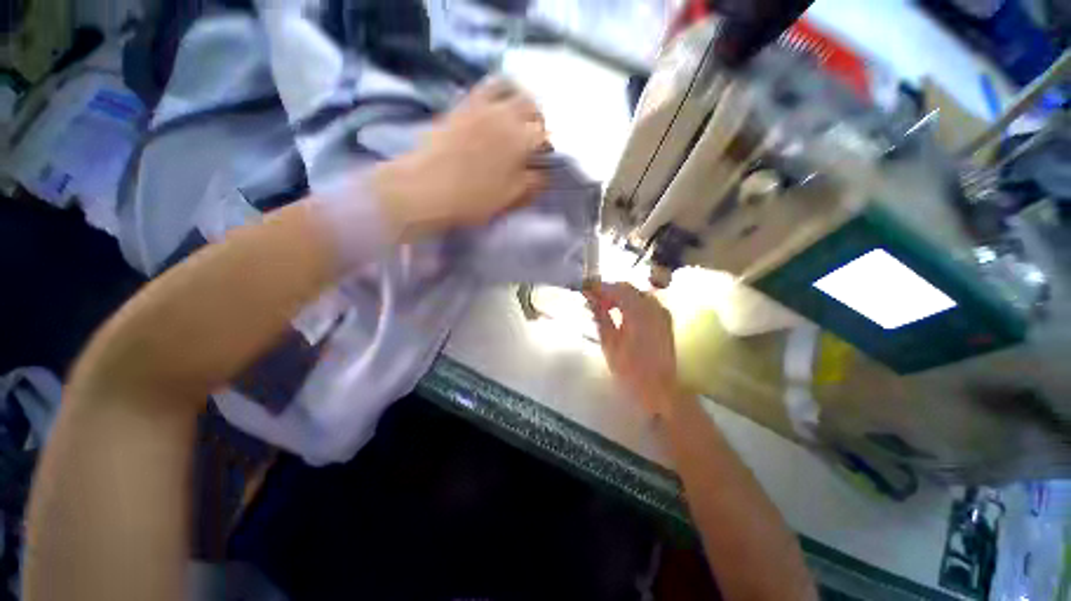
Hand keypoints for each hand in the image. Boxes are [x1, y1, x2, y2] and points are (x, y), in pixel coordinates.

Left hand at [374, 78, 546, 240]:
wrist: (426, 188)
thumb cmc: (472, 199)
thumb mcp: (510, 198)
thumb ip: (533, 184)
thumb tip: (544, 174)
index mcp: (520, 140)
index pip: (545, 134)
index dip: (548, 146)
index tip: (544, 159)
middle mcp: (504, 115)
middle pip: (531, 105)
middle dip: (538, 120)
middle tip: (533, 138)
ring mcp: (481, 105)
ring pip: (510, 88)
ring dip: (520, 100)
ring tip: (517, 117)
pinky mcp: (462, 105)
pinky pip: (485, 88)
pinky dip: (497, 92)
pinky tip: (495, 108)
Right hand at [585, 282, 680, 417]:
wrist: (659, 389)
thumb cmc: (630, 370)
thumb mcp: (609, 343)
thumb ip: (601, 316)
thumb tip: (590, 298)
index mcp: (639, 312)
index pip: (617, 289)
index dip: (599, 287)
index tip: (585, 288)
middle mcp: (653, 307)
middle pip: (628, 288)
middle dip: (609, 290)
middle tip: (592, 298)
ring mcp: (662, 312)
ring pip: (637, 293)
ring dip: (620, 295)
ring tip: (604, 306)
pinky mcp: (665, 320)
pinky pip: (646, 302)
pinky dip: (632, 302)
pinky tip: (622, 312)